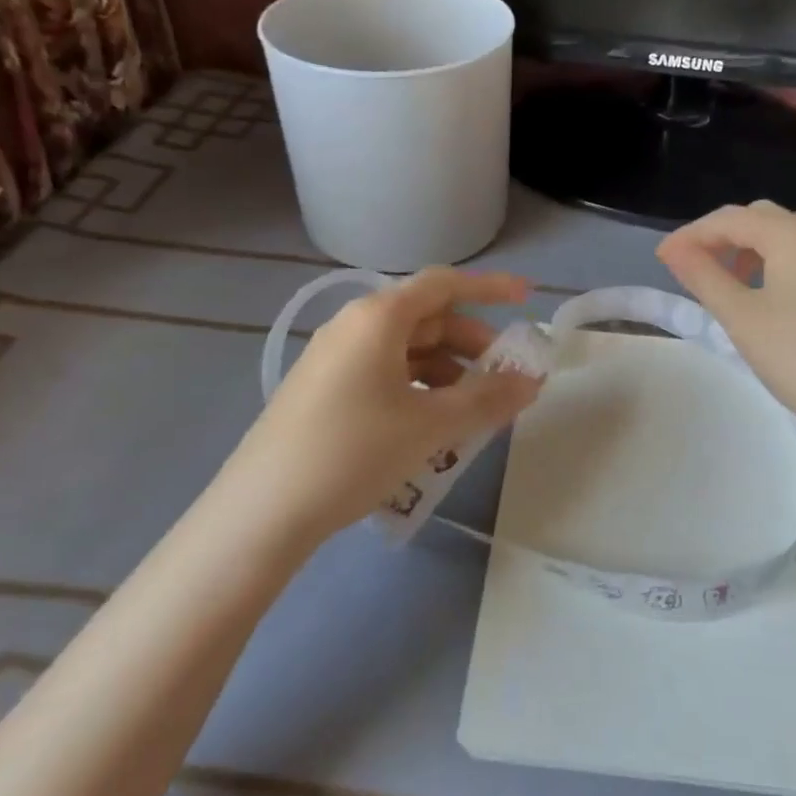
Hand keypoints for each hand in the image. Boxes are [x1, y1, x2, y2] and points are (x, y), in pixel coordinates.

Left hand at [225, 268, 541, 543]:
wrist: (263, 510)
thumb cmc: (354, 451)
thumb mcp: (430, 426)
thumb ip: (487, 399)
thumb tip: (532, 381)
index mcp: (378, 318)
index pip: (444, 285)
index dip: (490, 287)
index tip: (528, 297)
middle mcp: (353, 326)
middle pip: (427, 318)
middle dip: (472, 343)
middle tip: (506, 377)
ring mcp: (334, 359)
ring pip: (406, 351)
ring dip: (448, 372)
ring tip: (474, 412)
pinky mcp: (324, 391)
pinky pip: (385, 375)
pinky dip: (419, 389)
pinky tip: (433, 427)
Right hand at [656, 201, 795, 439]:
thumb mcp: (740, 316)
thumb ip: (703, 275)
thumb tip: (672, 249)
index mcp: (791, 234)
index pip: (729, 219)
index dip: (690, 235)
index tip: (660, 258)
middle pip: (756, 218)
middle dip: (717, 235)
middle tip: (686, 264)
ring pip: (779, 236)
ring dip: (743, 246)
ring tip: (717, 276)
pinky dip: (767, 261)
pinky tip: (756, 292)